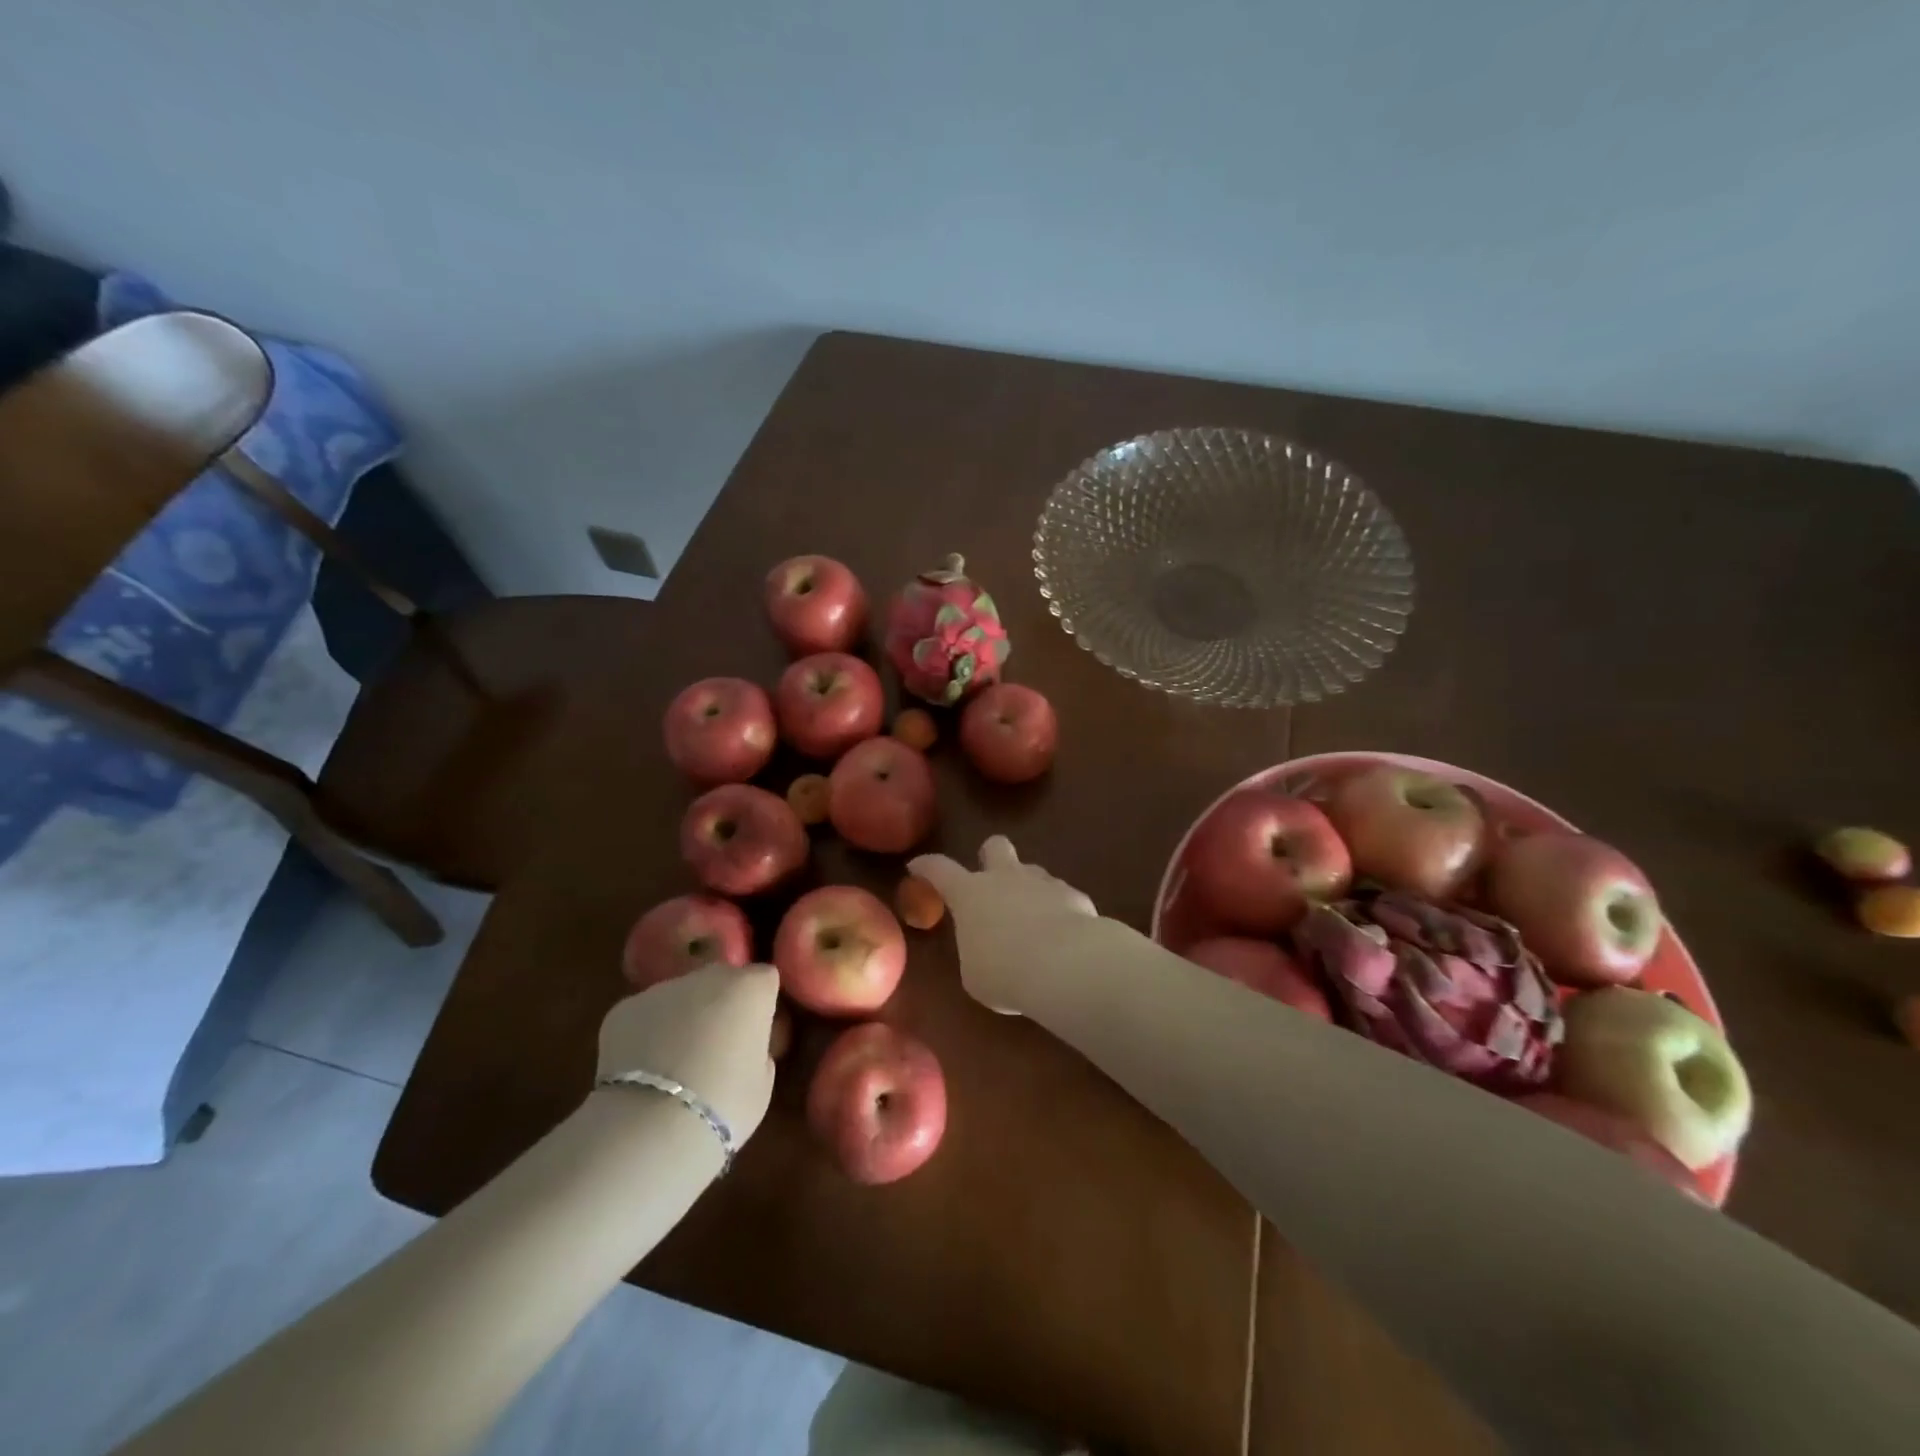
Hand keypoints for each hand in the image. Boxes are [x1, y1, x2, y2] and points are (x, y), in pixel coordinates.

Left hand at [597, 962, 779, 1146]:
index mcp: (750, 988)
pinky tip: (642, 1071)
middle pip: (720, 979)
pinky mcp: (623, 1009)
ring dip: (681, 1018)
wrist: (651, 1126)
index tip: (754, 1031)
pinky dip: (645, 1034)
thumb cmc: (725, 1105)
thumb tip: (742, 1045)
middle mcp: (708, 977)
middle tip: (715, 1045)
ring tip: (672, 1064)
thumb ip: (757, 1049)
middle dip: (720, 1003)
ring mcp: (662, 989)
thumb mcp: (763, 1081)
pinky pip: (644, 1016)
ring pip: (679, 996)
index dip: (759, 1004)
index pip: (764, 979)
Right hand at [910, 836, 1097, 1014]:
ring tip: (1031, 920)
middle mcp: (1005, 878)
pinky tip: (1062, 935)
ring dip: (1027, 888)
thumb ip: (976, 952)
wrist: (1066, 965)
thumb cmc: (1004, 973)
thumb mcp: (975, 974)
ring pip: (1031, 870)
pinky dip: (1058, 910)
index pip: (939, 869)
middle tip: (990, 881)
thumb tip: (985, 949)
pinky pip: (1061, 896)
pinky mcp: (1074, 895)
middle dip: (990, 858)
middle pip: (995, 846)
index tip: (917, 866)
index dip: (926, 866)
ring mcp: (1043, 882)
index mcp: (970, 894)